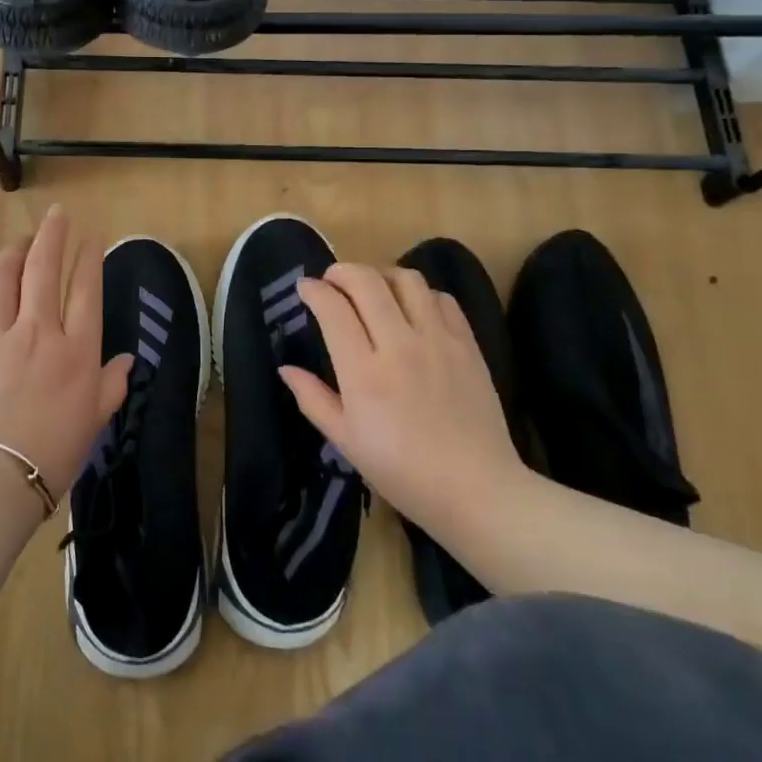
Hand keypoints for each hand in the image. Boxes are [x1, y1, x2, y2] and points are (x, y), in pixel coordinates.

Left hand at [0, 205, 131, 500]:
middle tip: (56, 215)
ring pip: (2, 277)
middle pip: (43, 267)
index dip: (89, 255)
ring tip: (20, 242)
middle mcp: (37, 331)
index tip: (92, 234)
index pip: (86, 288)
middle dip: (52, 234)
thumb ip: (112, 384)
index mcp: (75, 350)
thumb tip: (127, 360)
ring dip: (13, 252)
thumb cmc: (54, 453)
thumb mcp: (95, 420)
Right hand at [279, 263, 530, 536]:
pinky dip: (420, 294)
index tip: (305, 289)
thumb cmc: (401, 471)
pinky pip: (442, 298)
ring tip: (373, 289)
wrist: (476, 489)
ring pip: (407, 280)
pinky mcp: (467, 344)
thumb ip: (313, 399)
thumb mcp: (346, 442)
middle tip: (332, 280)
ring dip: (382, 275)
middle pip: (367, 282)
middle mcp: (399, 345)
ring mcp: (438, 340)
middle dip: (342, 271)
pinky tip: (413, 309)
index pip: (333, 308)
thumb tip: (286, 369)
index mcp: (363, 372)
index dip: (314, 290)